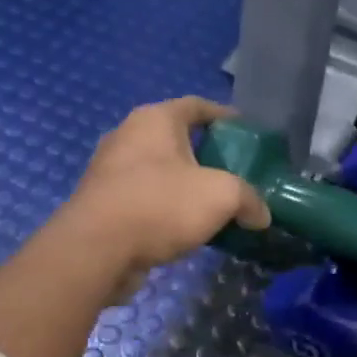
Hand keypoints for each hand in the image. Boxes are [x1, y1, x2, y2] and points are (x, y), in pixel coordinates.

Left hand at [53, 97, 270, 295]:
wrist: (95, 250)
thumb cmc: (160, 205)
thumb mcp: (222, 196)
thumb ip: (249, 199)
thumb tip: (261, 215)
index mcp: (155, 119)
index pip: (197, 105)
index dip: (225, 116)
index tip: (247, 132)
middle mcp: (128, 136)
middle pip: (176, 138)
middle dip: (206, 154)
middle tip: (235, 173)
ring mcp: (109, 171)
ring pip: (158, 170)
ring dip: (184, 185)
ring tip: (213, 204)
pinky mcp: (101, 204)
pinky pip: (144, 198)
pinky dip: (165, 207)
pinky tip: (185, 228)